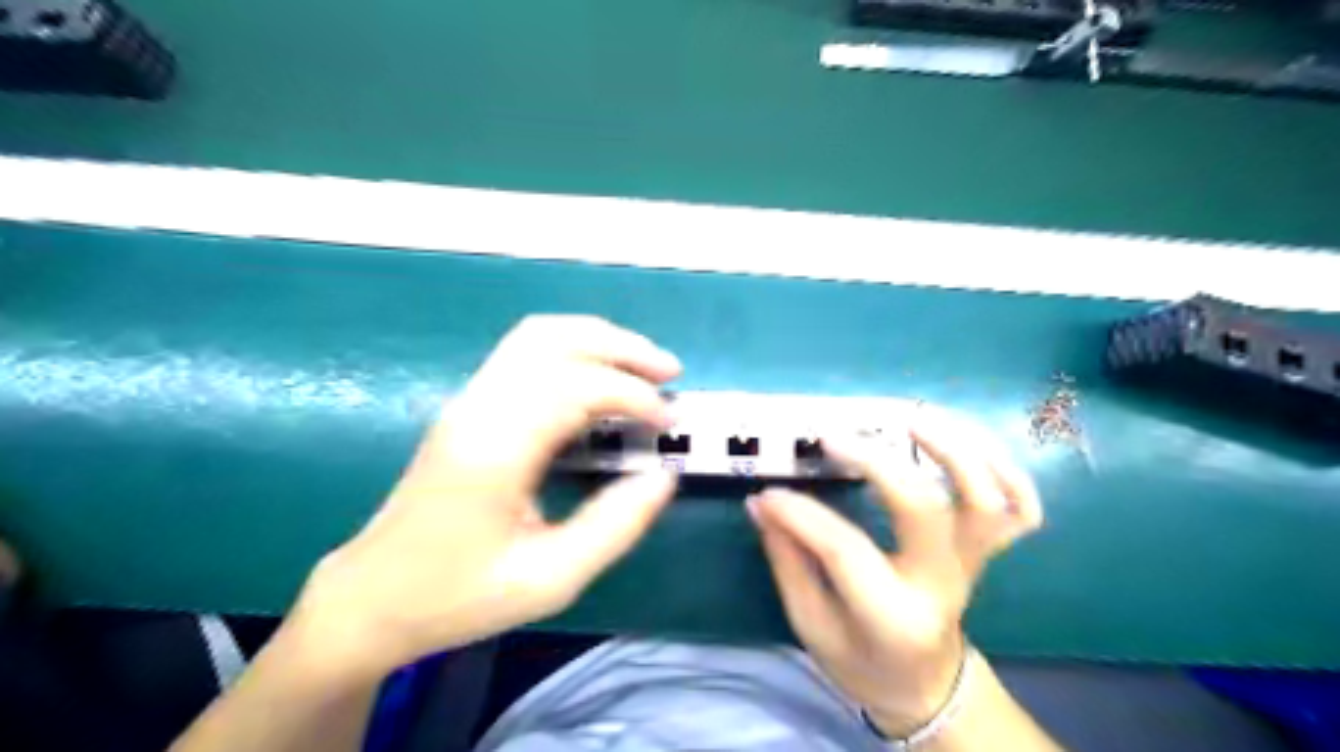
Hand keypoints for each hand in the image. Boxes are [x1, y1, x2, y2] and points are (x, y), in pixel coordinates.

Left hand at [297, 315, 682, 678]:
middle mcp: (479, 406)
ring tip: (643, 365)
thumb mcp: (550, 579)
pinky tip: (599, 376)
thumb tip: (663, 475)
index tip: (668, 424)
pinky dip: (574, 349)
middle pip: (557, 339)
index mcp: (497, 448)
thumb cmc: (459, 595)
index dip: (633, 395)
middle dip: (623, 348)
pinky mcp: (468, 404)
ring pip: (539, 334)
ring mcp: (468, 399)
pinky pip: (526, 351)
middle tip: (670, 372)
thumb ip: (615, 526)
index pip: (576, 386)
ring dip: (598, 339)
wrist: (372, 597)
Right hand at [750, 408, 1039, 736]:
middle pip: (923, 507)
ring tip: (910, 419)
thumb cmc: (861, 660)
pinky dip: (1007, 470)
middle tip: (831, 438)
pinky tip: (968, 443)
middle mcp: (940, 584)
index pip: (844, 549)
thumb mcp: (811, 625)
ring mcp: (972, 564)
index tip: (769, 494)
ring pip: (985, 499)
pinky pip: (1022, 509)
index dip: (800, 513)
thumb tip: (763, 503)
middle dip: (875, 461)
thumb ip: (787, 561)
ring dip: (953, 449)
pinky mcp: (986, 551)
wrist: (925, 685)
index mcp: (891, 615)